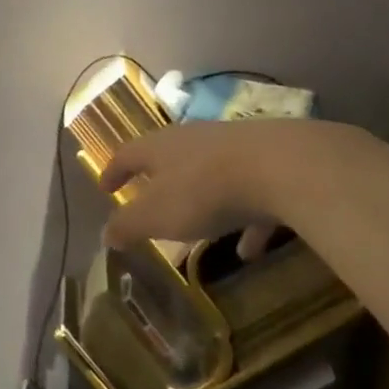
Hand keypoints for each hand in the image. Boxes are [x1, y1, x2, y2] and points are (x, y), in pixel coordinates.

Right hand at [98, 119, 318, 260]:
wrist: (284, 166)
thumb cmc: (205, 190)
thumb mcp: (157, 215)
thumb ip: (129, 225)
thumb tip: (106, 234)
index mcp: (160, 147)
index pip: (127, 154)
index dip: (113, 172)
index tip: (105, 188)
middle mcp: (194, 139)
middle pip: (169, 157)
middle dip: (158, 181)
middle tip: (150, 201)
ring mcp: (235, 148)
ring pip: (210, 175)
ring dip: (202, 202)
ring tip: (200, 233)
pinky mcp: (270, 162)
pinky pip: (249, 193)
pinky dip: (245, 220)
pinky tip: (250, 250)